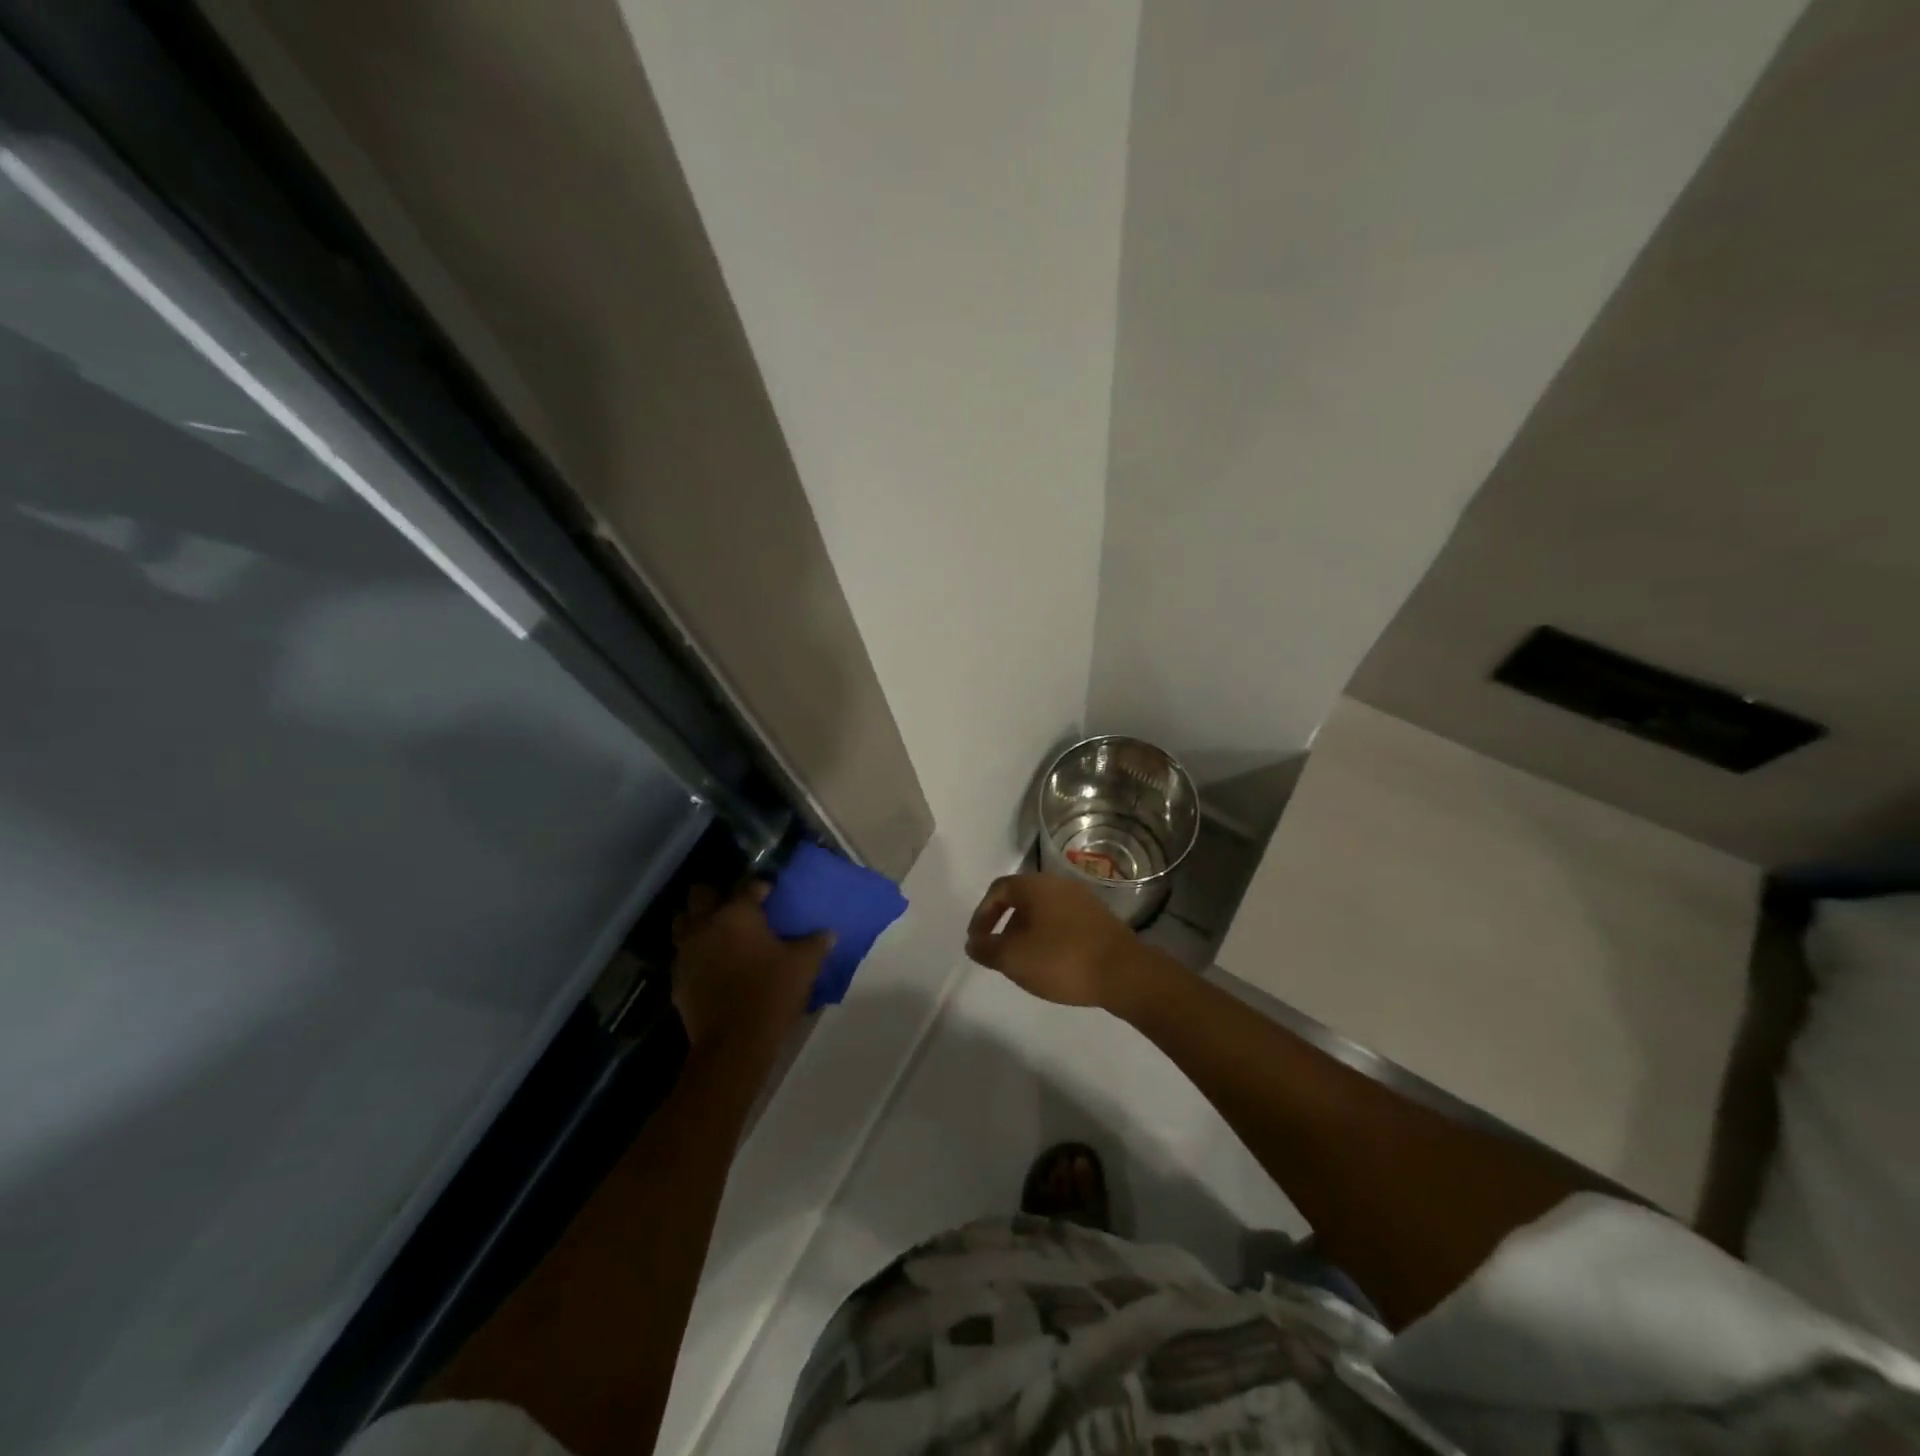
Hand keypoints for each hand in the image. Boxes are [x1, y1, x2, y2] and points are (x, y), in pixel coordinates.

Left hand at [672, 883, 832, 1051]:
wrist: (734, 1042)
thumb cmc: (771, 992)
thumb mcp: (803, 965)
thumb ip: (816, 943)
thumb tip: (829, 933)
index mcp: (736, 913)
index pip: (745, 886)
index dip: (758, 887)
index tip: (769, 894)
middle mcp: (705, 925)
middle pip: (700, 894)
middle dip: (716, 895)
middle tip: (735, 907)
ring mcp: (686, 952)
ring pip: (682, 922)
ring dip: (697, 921)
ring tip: (718, 932)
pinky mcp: (676, 979)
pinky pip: (682, 955)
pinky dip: (694, 953)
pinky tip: (711, 965)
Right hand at [964, 873, 1151, 1008]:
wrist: (1124, 972)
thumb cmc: (1062, 960)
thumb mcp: (1014, 959)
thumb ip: (987, 949)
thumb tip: (973, 942)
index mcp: (1035, 885)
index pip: (998, 889)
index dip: (982, 914)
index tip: (977, 941)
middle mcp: (1058, 884)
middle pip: (1022, 898)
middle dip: (1005, 924)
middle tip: (998, 951)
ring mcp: (1082, 900)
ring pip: (1044, 911)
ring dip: (1028, 932)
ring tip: (1024, 961)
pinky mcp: (1099, 918)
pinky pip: (1063, 921)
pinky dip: (1049, 936)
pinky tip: (1052, 962)